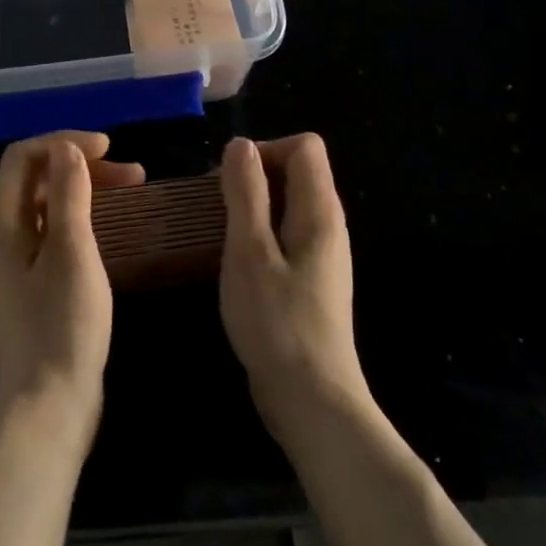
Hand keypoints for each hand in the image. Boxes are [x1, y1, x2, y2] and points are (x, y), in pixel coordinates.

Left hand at [0, 132, 143, 447]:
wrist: (48, 406)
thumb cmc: (62, 326)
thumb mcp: (72, 252)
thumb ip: (67, 194)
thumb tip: (66, 148)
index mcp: (1, 222)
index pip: (23, 156)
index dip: (64, 142)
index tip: (108, 148)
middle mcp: (2, 234)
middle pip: (35, 176)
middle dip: (80, 163)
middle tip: (131, 172)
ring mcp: (16, 260)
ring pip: (47, 202)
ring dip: (85, 187)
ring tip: (131, 188)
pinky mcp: (32, 282)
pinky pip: (54, 229)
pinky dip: (81, 215)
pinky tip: (111, 224)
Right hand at [219, 134, 371, 445]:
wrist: (312, 401)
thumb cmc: (277, 322)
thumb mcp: (249, 251)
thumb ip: (246, 193)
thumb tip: (241, 144)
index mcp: (320, 211)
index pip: (305, 146)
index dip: (266, 150)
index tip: (232, 180)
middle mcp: (328, 225)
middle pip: (298, 170)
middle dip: (255, 175)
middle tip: (217, 205)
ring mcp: (321, 254)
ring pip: (289, 202)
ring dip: (253, 204)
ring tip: (220, 231)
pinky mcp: (310, 279)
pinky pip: (286, 232)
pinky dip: (260, 232)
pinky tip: (236, 261)